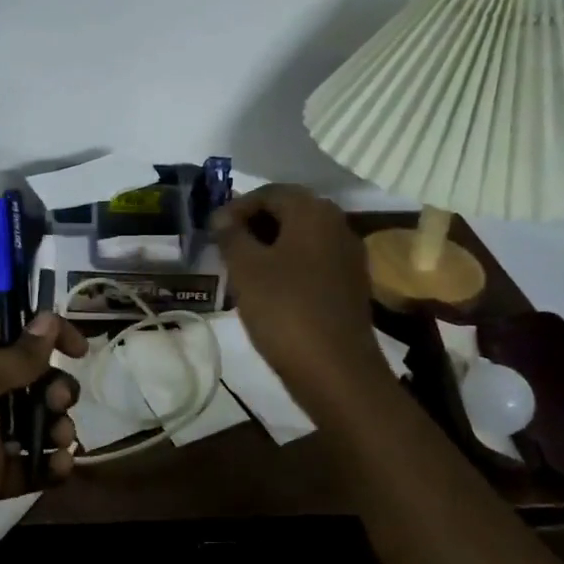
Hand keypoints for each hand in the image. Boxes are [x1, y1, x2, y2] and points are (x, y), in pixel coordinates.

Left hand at [0, 311, 87, 554]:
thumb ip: (18, 354)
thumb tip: (49, 318)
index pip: (15, 332)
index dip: (49, 334)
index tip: (80, 349)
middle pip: (35, 379)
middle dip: (56, 386)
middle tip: (59, 400)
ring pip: (38, 422)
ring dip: (58, 426)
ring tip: (60, 439)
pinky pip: (31, 466)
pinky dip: (50, 466)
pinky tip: (59, 467)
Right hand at [213, 184, 391, 416]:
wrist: (336, 371)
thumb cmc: (285, 310)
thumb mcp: (246, 269)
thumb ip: (231, 235)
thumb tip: (223, 216)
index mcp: (313, 212)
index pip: (270, 192)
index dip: (237, 207)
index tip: (213, 230)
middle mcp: (337, 224)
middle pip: (289, 212)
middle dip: (254, 225)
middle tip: (225, 247)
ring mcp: (348, 256)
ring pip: (301, 238)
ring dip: (270, 246)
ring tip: (241, 269)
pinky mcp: (350, 285)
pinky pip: (313, 261)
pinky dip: (288, 266)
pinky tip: (268, 289)